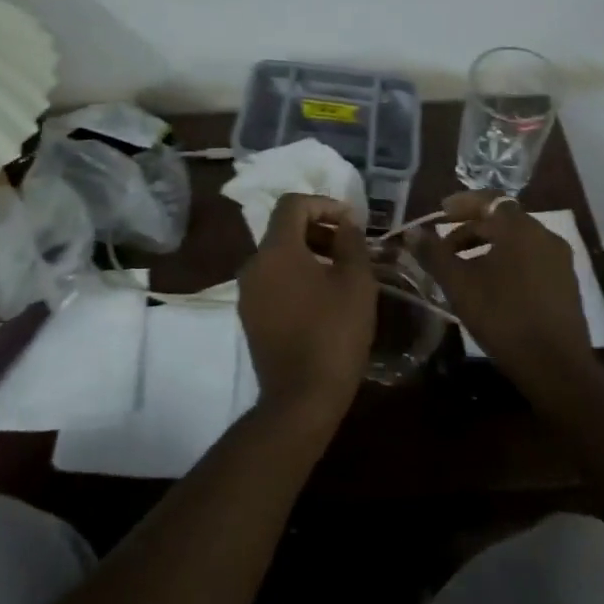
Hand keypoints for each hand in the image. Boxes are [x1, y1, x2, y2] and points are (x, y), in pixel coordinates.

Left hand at [237, 194, 376, 425]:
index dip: (324, 204)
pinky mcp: (249, 317)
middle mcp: (254, 264)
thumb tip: (345, 222)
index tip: (351, 222)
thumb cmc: (333, 333)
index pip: (293, 204)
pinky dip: (296, 277)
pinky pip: (273, 281)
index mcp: (276, 249)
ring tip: (340, 275)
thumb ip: (351, 242)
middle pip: (284, 230)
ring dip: (309, 254)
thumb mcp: (356, 282)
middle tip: (350, 248)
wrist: (300, 398)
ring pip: (278, 257)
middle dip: (318, 230)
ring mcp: (247, 293)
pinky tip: (322, 300)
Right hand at [413, 192, 592, 395]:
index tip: (440, 213)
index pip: (489, 200)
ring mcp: (560, 260)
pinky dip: (507, 261)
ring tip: (463, 267)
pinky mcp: (566, 284)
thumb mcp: (459, 285)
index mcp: (520, 229)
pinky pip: (531, 259)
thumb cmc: (503, 317)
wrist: (556, 367)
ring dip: (488, 246)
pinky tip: (491, 286)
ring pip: (517, 241)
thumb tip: (412, 232)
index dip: (462, 204)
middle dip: (471, 229)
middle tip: (445, 247)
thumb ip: (434, 254)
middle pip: (503, 220)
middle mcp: (544, 236)